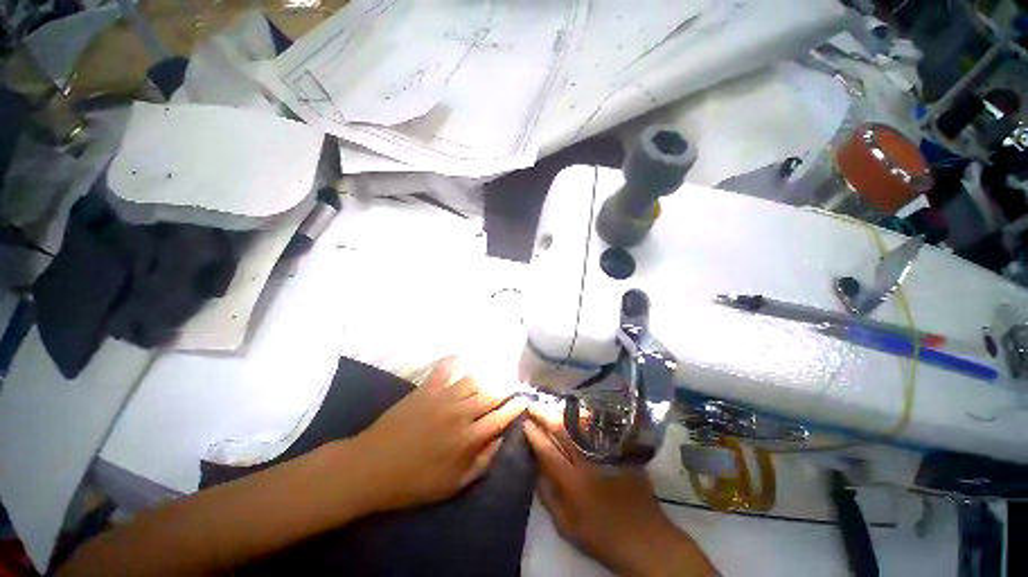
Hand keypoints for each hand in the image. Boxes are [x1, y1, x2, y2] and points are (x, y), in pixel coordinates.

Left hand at [350, 357, 526, 512]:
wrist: (372, 467)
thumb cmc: (414, 482)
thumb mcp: (453, 485)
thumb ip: (482, 462)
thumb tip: (499, 438)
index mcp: (468, 438)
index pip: (501, 417)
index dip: (515, 407)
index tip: (524, 400)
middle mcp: (461, 413)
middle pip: (491, 394)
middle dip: (506, 389)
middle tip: (512, 386)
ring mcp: (443, 397)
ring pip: (474, 380)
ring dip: (486, 377)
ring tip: (491, 377)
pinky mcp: (426, 388)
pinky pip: (445, 368)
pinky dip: (455, 361)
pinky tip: (461, 359)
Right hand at [523, 402, 716, 576]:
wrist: (646, 539)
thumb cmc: (602, 537)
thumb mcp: (567, 526)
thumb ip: (548, 496)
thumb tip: (535, 467)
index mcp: (573, 483)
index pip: (547, 450)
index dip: (533, 434)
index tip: (524, 422)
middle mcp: (588, 462)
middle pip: (561, 430)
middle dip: (544, 414)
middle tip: (532, 404)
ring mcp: (605, 453)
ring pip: (579, 423)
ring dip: (561, 411)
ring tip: (549, 404)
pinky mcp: (619, 450)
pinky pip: (596, 427)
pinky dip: (582, 416)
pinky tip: (574, 411)